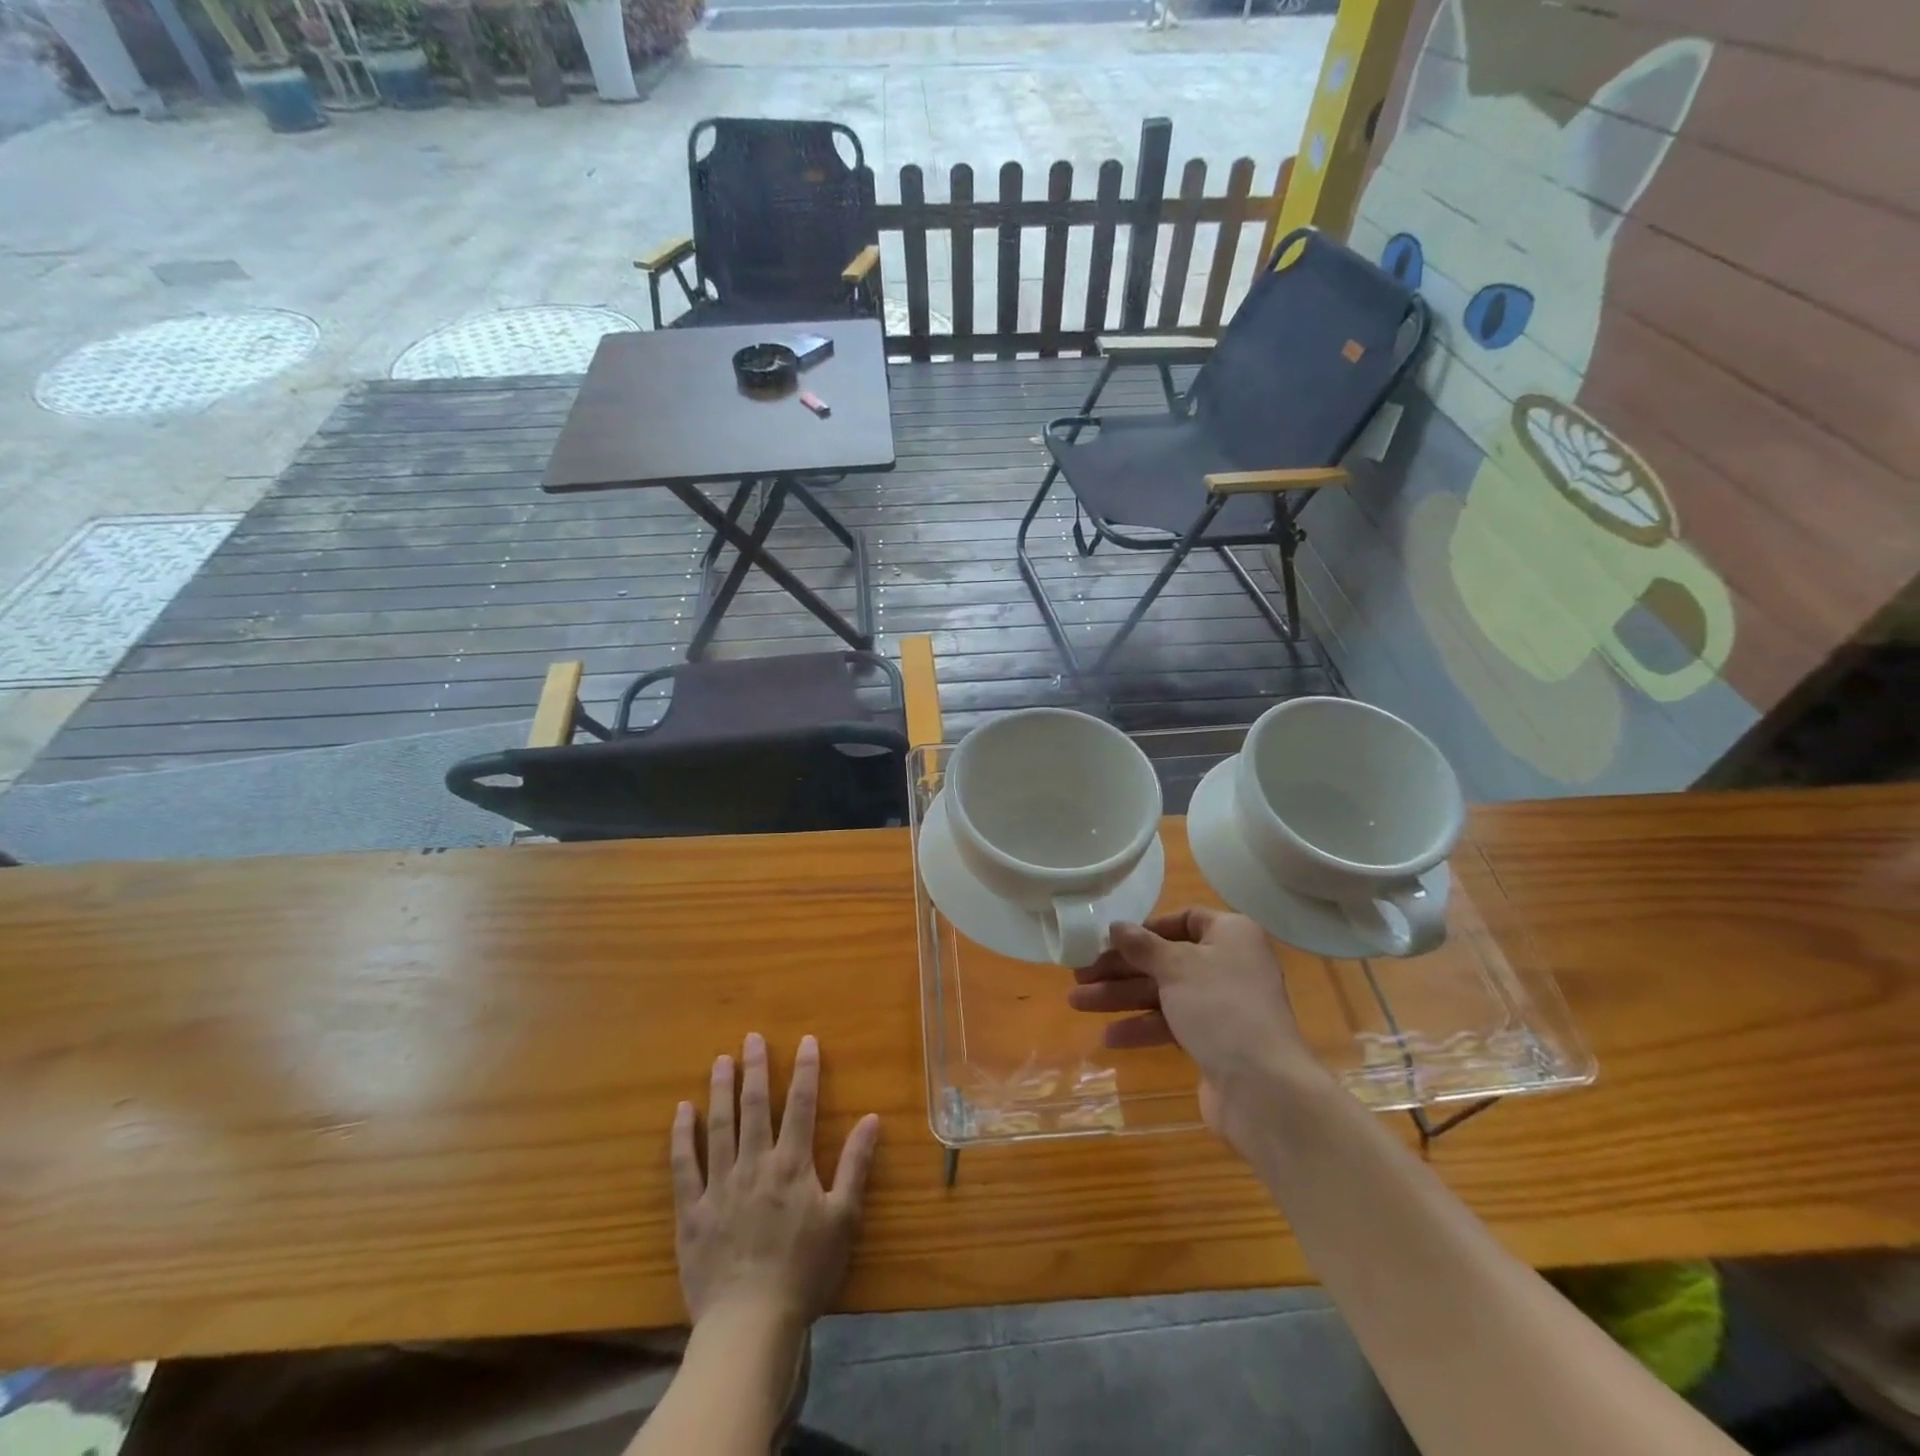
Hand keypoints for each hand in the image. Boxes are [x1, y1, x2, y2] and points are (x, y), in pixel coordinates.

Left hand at [671, 1033, 880, 1333]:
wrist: (750, 1324)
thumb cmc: (805, 1271)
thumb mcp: (844, 1219)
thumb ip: (856, 1165)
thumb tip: (872, 1119)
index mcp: (792, 1165)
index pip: (801, 1105)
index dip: (805, 1070)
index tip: (806, 1040)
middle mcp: (755, 1164)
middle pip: (755, 1106)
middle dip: (755, 1069)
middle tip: (752, 1039)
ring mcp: (719, 1185)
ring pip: (719, 1127)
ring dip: (720, 1090)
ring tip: (720, 1061)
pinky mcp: (691, 1210)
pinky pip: (683, 1166)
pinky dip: (681, 1136)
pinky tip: (681, 1111)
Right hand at [1067, 908, 1316, 1141]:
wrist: (1264, 1089)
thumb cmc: (1220, 1008)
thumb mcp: (1176, 967)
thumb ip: (1142, 945)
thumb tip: (1116, 926)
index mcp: (1231, 935)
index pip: (1185, 919)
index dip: (1146, 928)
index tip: (1111, 939)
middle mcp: (1230, 965)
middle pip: (1166, 958)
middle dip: (1121, 968)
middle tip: (1080, 975)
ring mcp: (1223, 1006)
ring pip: (1164, 993)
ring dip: (1122, 997)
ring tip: (1077, 1003)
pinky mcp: (1215, 1041)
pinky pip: (1172, 1024)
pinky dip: (1142, 1027)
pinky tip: (1109, 1037)